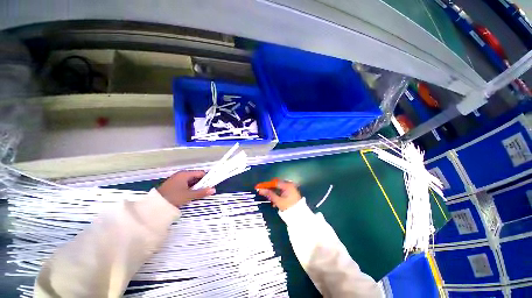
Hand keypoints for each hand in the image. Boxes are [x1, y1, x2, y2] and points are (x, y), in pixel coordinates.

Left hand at [157, 171, 215, 207]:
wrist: (154, 205)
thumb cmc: (173, 197)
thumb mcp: (189, 195)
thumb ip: (202, 192)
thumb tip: (213, 190)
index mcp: (185, 174)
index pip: (201, 173)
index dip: (207, 178)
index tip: (210, 185)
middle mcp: (181, 174)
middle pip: (196, 177)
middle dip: (201, 184)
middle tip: (205, 191)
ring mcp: (176, 179)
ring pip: (191, 181)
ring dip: (195, 187)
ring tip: (199, 194)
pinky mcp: (173, 185)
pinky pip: (185, 184)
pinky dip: (189, 189)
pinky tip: (190, 195)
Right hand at [257, 180, 301, 210]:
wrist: (299, 215)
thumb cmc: (288, 207)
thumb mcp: (278, 201)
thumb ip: (269, 194)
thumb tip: (260, 190)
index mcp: (287, 185)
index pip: (274, 183)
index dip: (266, 184)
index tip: (258, 186)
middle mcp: (289, 184)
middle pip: (276, 184)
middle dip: (269, 187)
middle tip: (262, 191)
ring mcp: (290, 187)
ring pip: (278, 187)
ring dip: (272, 191)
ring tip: (268, 197)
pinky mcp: (290, 191)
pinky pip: (281, 190)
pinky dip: (277, 193)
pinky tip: (274, 199)